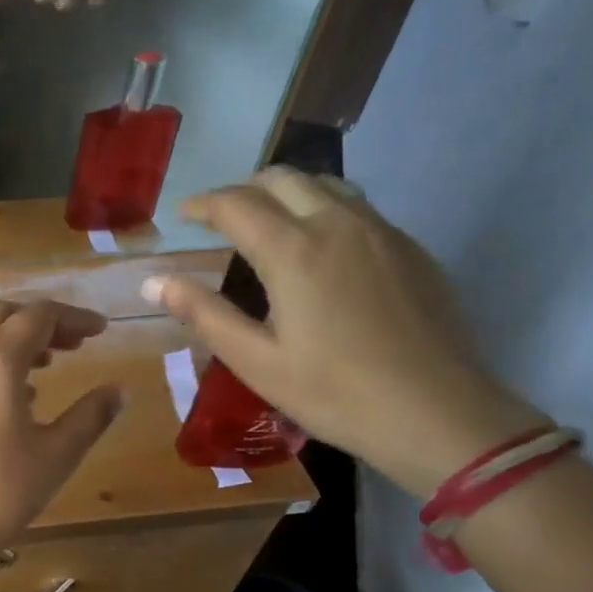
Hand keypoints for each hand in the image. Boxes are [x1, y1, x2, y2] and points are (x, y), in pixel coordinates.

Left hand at [0, 300, 125, 575]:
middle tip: (75, 344)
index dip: (74, 317)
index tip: (102, 331)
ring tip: (49, 363)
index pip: (38, 316)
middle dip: (41, 321)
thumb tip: (118, 390)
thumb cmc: (1, 491)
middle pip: (3, 315)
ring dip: (14, 338)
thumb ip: (90, 416)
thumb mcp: (57, 454)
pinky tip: (17, 393)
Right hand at [145, 167, 548, 496]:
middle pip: (284, 179)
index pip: (237, 205)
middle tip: (220, 219)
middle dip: (244, 190)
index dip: (203, 204)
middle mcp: (339, 225)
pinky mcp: (410, 249)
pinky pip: (357, 209)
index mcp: (294, 252)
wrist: (436, 412)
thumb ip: (204, 314)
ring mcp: (382, 232)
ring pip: (326, 185)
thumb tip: (156, 282)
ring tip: (266, 224)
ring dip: (286, 193)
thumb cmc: (333, 393)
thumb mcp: (255, 361)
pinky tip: (317, 251)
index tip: (182, 215)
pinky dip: (323, 211)